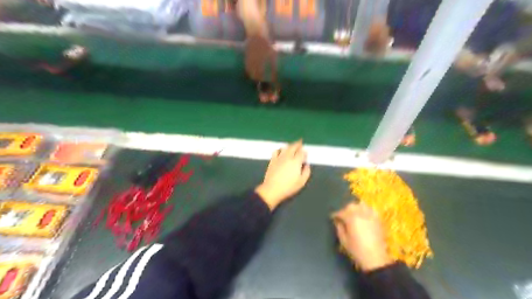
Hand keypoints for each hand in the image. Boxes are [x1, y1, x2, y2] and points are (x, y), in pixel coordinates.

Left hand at [255, 141, 309, 210]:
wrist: (272, 189)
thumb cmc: (288, 187)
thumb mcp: (301, 182)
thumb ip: (306, 172)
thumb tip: (307, 165)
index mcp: (296, 161)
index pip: (302, 152)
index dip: (304, 152)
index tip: (306, 153)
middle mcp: (288, 157)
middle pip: (294, 146)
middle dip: (298, 144)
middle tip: (300, 143)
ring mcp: (279, 157)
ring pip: (285, 147)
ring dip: (290, 146)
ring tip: (292, 147)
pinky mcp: (272, 160)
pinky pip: (276, 151)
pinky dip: (280, 149)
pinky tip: (281, 151)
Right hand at [334, 204, 391, 270]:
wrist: (376, 259)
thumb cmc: (357, 251)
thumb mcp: (344, 240)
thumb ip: (339, 228)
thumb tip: (338, 221)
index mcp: (351, 218)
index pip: (341, 212)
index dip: (335, 214)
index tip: (332, 217)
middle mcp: (361, 214)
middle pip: (351, 206)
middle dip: (345, 209)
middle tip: (342, 216)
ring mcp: (371, 216)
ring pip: (361, 205)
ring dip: (355, 207)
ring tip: (353, 213)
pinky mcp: (378, 220)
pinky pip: (371, 209)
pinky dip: (366, 210)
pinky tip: (364, 214)